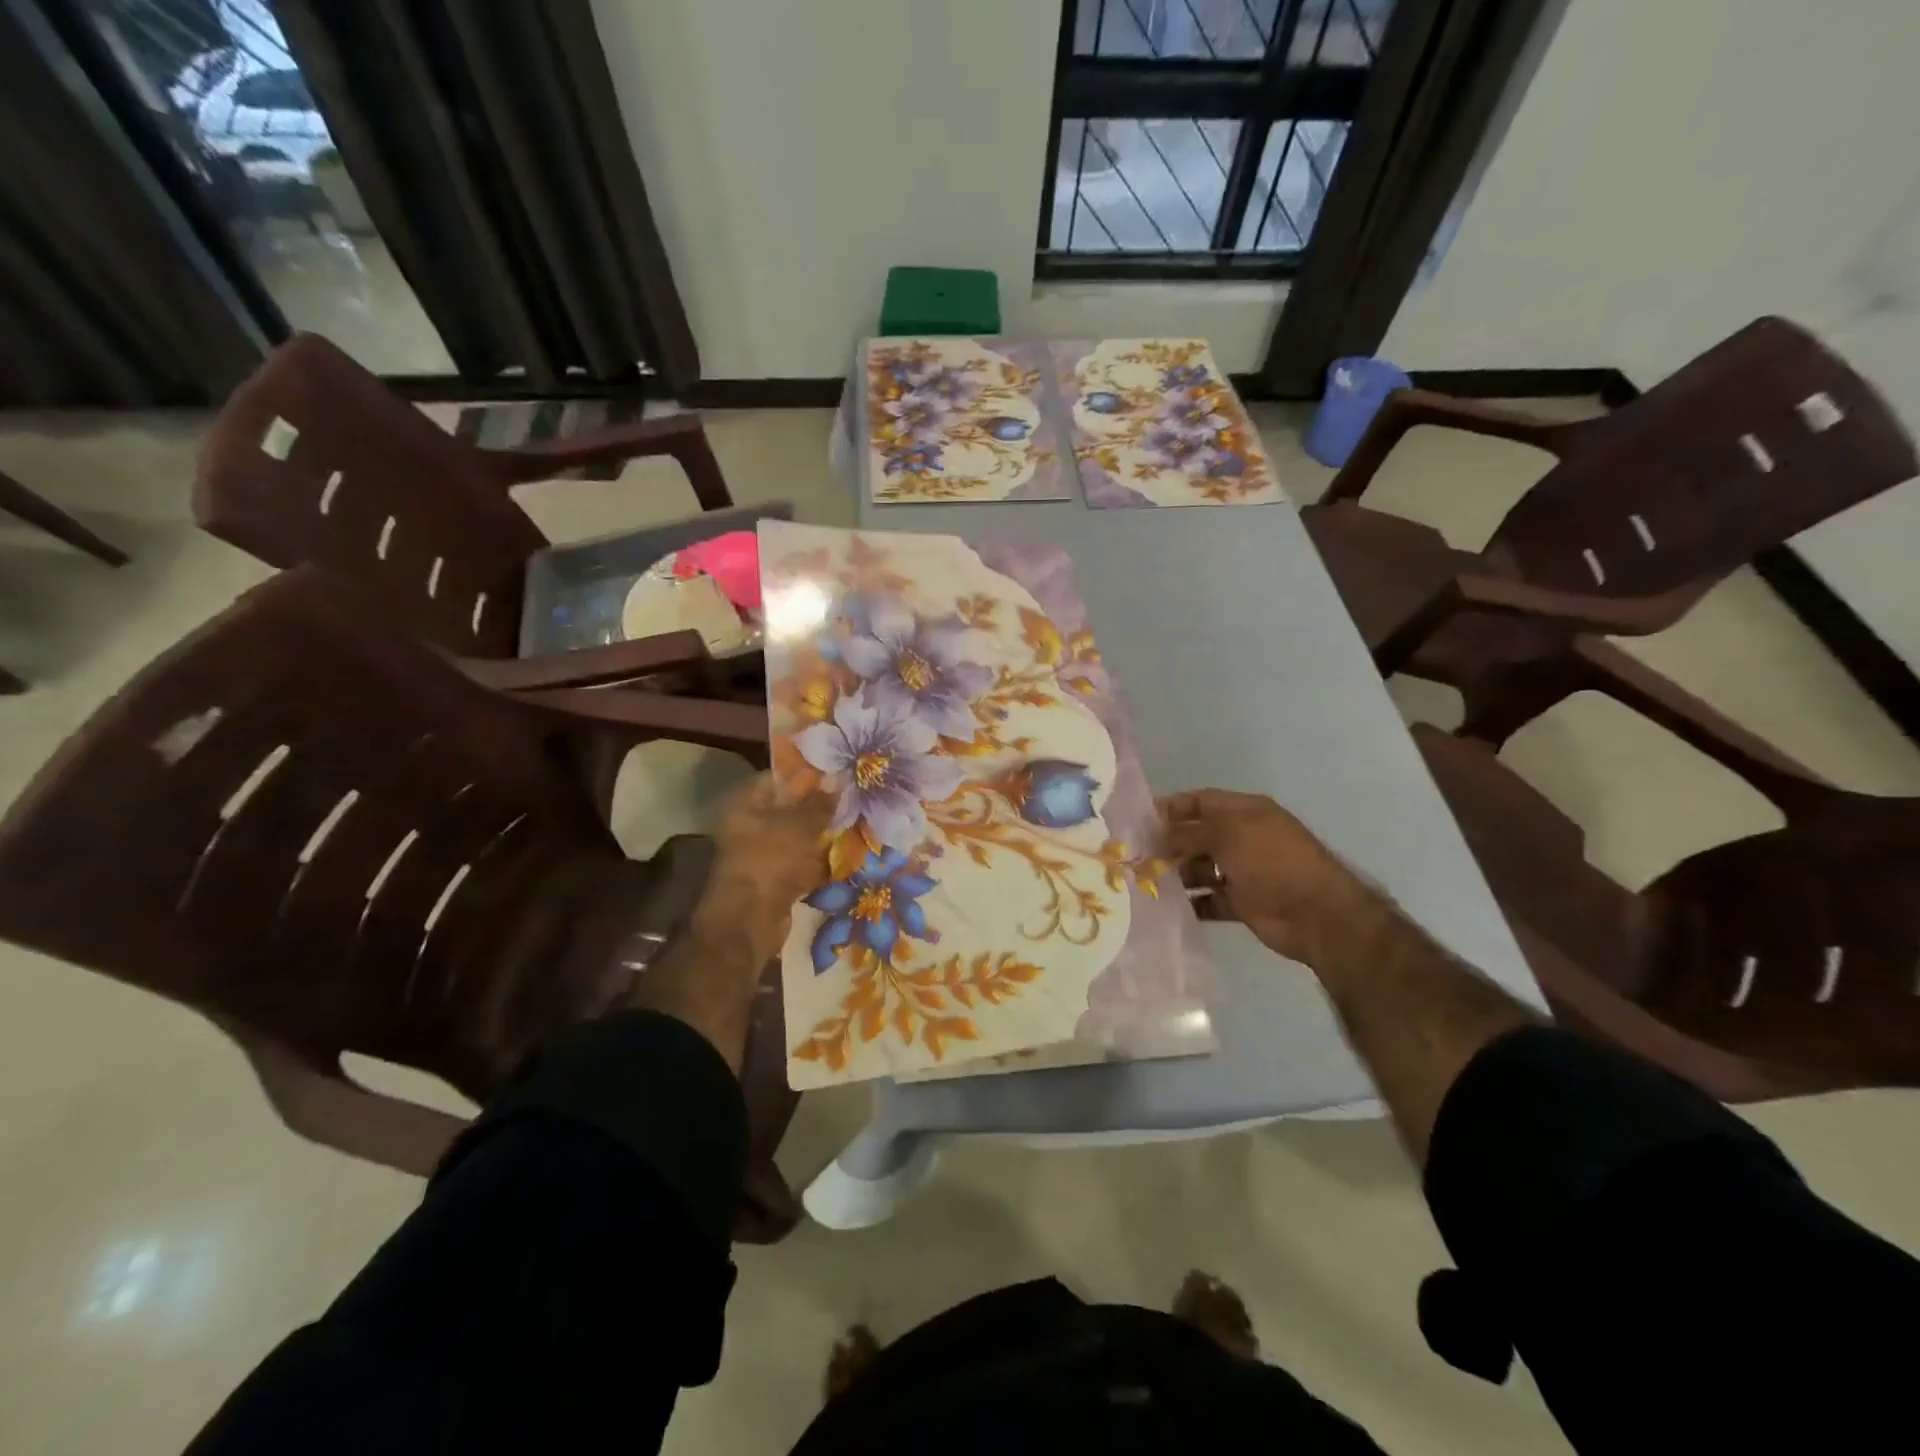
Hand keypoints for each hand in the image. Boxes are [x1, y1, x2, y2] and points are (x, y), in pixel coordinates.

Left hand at [698, 775, 832, 959]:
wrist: (751, 920)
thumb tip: (837, 779)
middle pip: (788, 809)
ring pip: (796, 838)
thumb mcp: (800, 826)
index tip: (834, 775)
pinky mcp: (772, 880)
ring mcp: (760, 855)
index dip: (805, 775)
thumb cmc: (771, 860)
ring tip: (853, 826)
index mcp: (745, 805)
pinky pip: (799, 863)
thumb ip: (819, 803)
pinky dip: (818, 862)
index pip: (776, 778)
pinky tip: (844, 857)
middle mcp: (748, 826)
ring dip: (821, 836)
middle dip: (818, 808)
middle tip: (849, 801)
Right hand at [1157, 789, 1363, 963]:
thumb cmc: (1272, 861)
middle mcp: (1243, 838)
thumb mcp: (1227, 835)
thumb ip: (1189, 832)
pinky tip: (1167, 906)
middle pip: (1197, 836)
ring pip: (1200, 869)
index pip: (1201, 801)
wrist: (1317, 914)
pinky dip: (1191, 903)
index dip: (1172, 807)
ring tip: (1146, 883)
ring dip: (1177, 875)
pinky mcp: (1243, 903)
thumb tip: (1158, 835)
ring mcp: (1244, 872)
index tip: (1139, 820)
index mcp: (1244, 813)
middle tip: (1135, 856)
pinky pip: (1209, 900)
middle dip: (1169, 844)